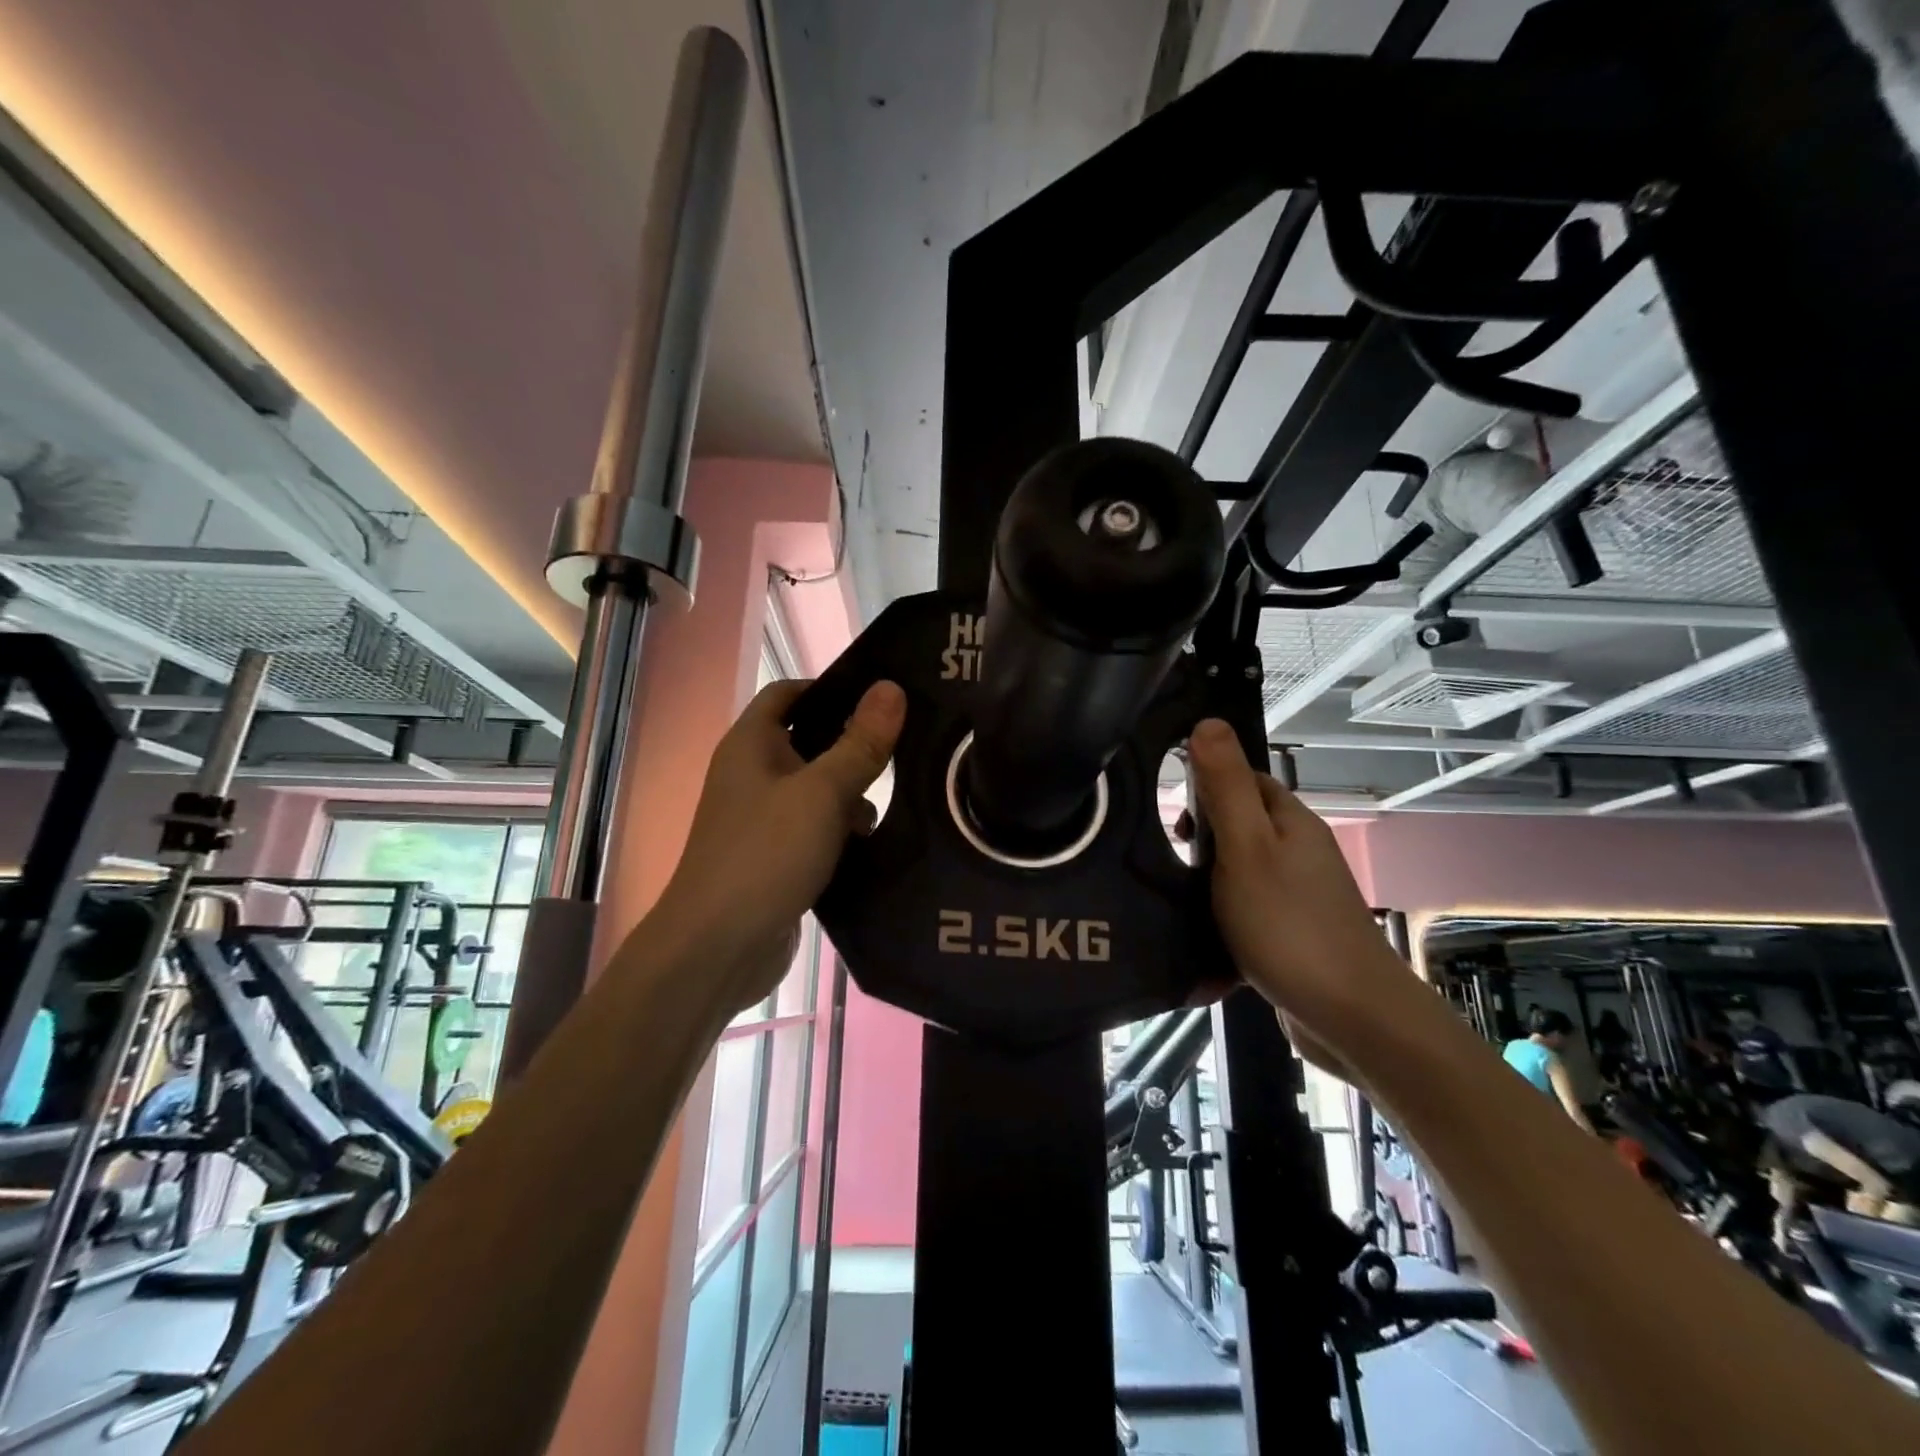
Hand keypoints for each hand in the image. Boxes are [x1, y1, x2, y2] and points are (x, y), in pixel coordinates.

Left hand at [654, 679, 904, 1008]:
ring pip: (817, 789)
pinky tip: (876, 843)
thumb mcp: (822, 793)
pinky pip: (815, 828)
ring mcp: (761, 818)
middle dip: (853, 745)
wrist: (718, 949)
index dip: (832, 688)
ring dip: (852, 794)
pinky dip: (842, 830)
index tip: (882, 697)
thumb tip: (892, 688)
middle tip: (907, 747)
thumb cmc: (766, 855)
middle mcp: (752, 774)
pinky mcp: (775, 856)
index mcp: (751, 745)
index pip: (789, 693)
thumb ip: (860, 743)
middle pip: (809, 741)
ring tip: (899, 801)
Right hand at [1186, 718, 1413, 1071]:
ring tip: (1179, 907)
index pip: (1242, 780)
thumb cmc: (1288, 923)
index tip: (1174, 821)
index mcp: (1289, 822)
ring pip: (1237, 874)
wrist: (1350, 1016)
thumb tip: (1209, 721)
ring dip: (1205, 887)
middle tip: (1174, 866)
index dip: (1204, 788)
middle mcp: (1298, 852)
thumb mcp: (1246, 846)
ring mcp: (1297, 896)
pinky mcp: (1291, 936)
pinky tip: (1202, 949)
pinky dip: (1221, 927)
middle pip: (1238, 827)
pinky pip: (1246, 917)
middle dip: (1200, 842)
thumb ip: (1225, 786)